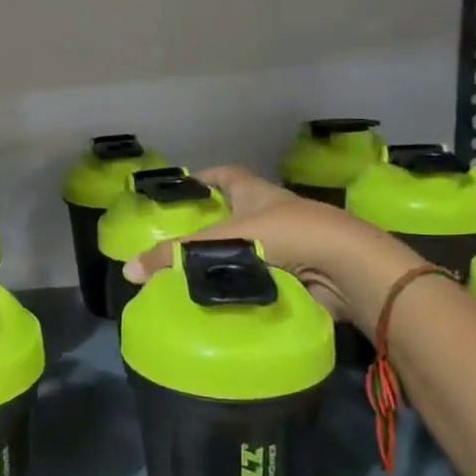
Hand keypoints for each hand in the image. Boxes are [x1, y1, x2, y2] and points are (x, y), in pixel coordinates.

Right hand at [125, 165, 422, 329]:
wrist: (347, 268)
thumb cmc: (285, 236)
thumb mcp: (222, 242)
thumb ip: (175, 257)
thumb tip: (128, 272)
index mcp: (257, 194)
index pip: (228, 175)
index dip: (208, 176)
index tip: (188, 182)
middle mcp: (277, 212)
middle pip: (242, 211)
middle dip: (218, 221)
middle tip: (186, 237)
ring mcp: (294, 243)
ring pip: (257, 247)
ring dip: (234, 258)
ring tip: (200, 274)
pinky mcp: (304, 275)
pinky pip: (269, 278)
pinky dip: (251, 287)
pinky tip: (229, 300)